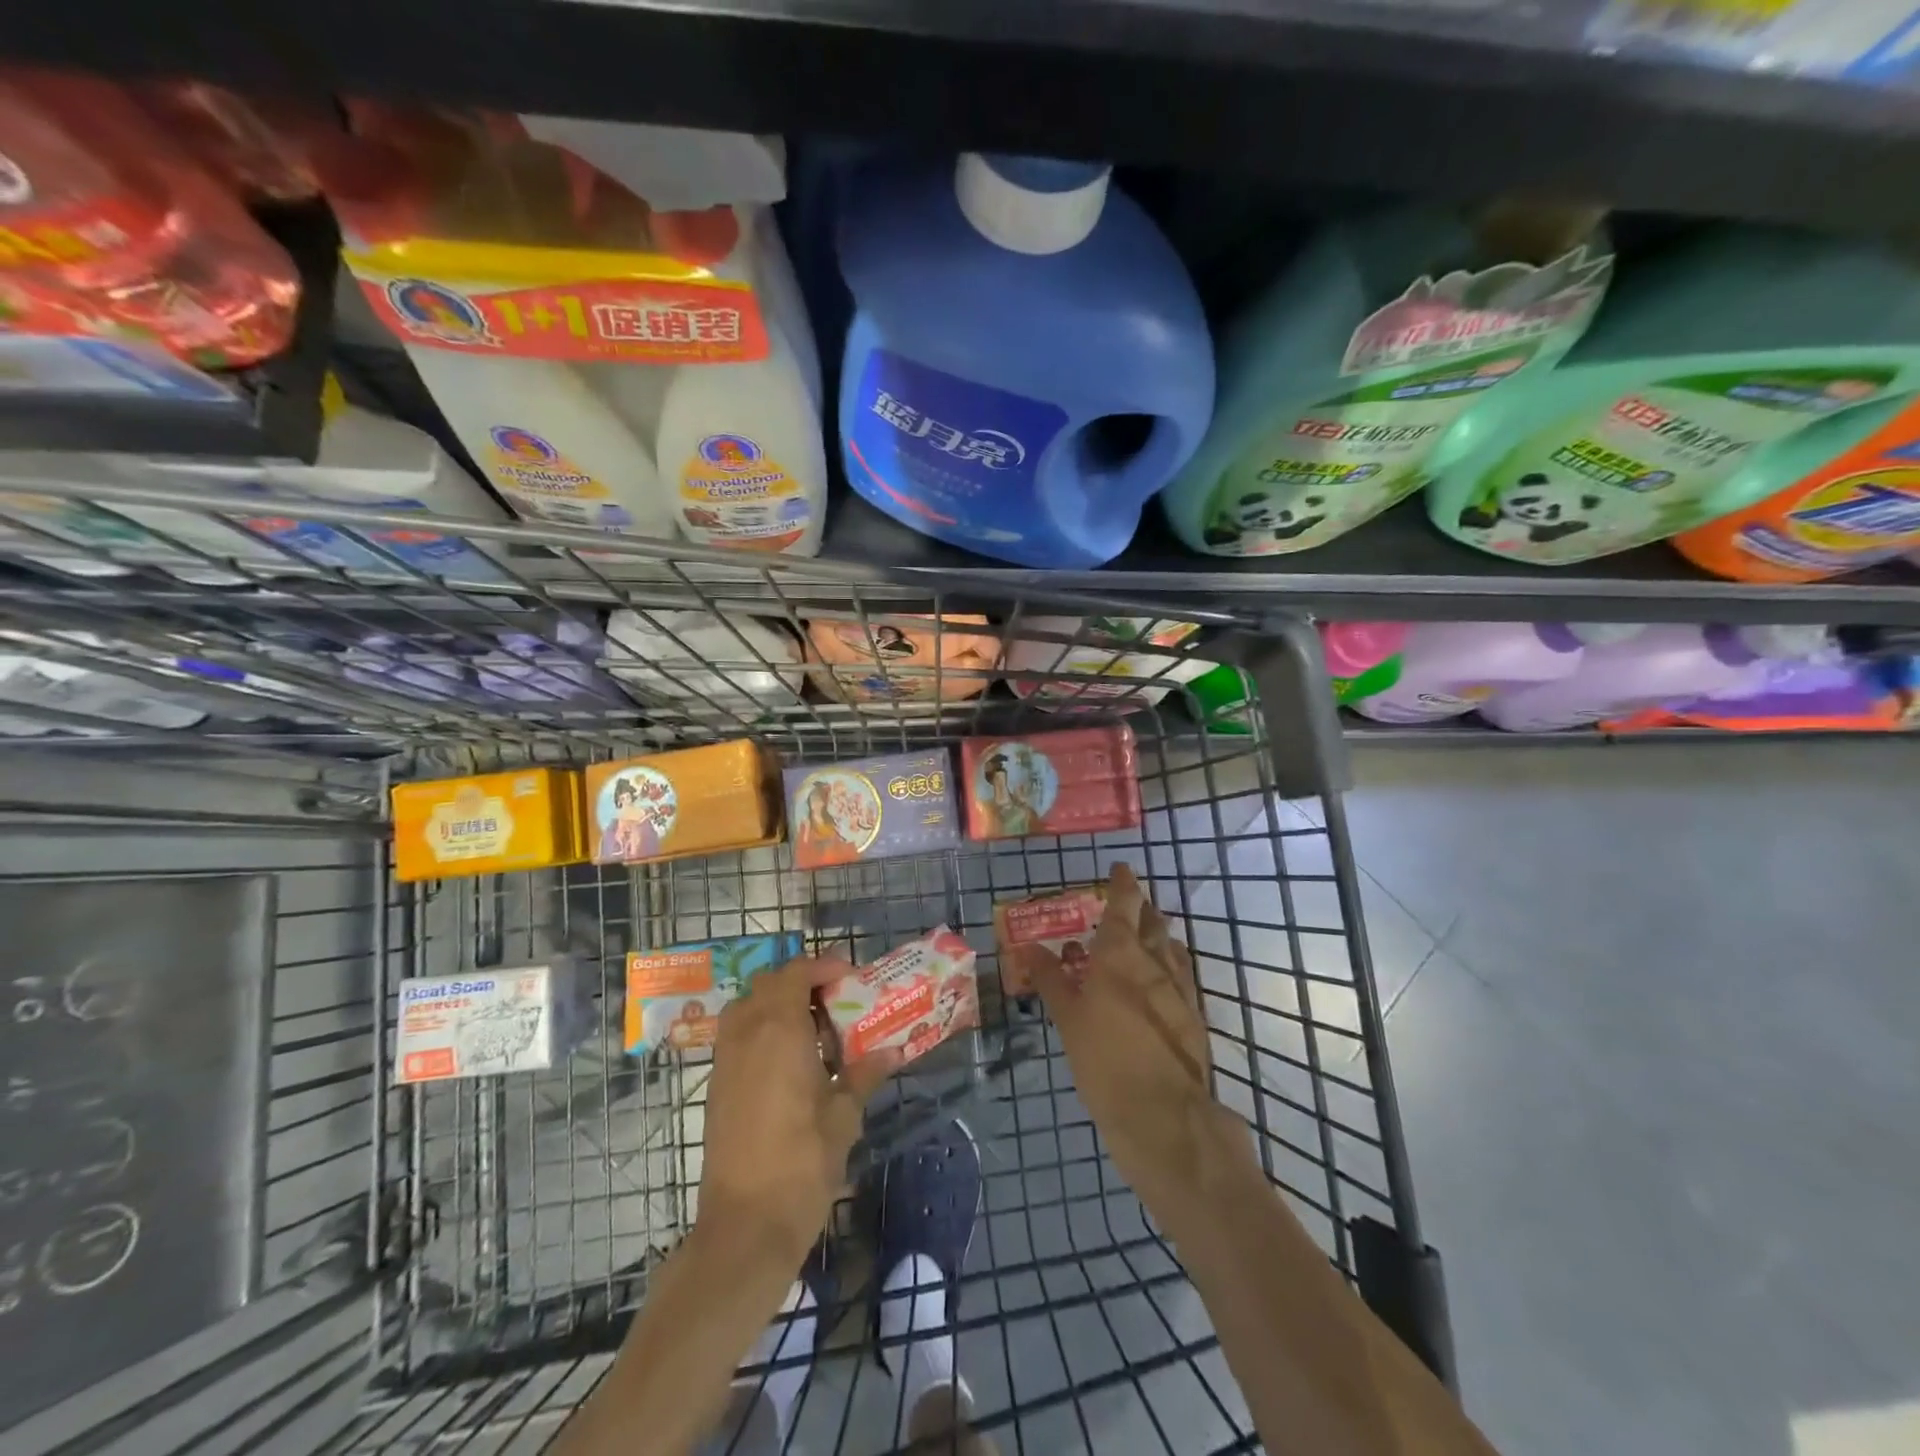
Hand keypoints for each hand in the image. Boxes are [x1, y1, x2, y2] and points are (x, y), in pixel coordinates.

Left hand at [698, 955, 899, 1260]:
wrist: (744, 1226)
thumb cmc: (802, 1164)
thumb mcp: (843, 1116)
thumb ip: (864, 1074)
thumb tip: (893, 1050)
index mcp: (779, 1030)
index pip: (795, 972)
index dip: (822, 966)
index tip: (850, 978)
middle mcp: (746, 1033)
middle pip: (768, 983)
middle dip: (801, 982)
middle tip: (834, 1002)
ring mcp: (726, 1059)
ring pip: (747, 1007)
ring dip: (777, 1004)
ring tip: (812, 1030)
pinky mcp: (717, 1085)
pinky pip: (737, 1035)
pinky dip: (761, 1030)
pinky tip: (790, 1063)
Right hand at [1022, 864, 1224, 1210]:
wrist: (1163, 1114)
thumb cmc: (1104, 1060)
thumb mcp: (1067, 1019)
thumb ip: (1051, 979)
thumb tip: (1027, 947)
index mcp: (1120, 954)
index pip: (1124, 905)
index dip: (1124, 884)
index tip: (1121, 867)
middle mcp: (1154, 962)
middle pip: (1152, 922)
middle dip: (1142, 908)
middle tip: (1128, 904)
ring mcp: (1180, 988)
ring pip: (1171, 947)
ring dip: (1158, 936)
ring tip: (1144, 936)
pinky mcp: (1194, 1015)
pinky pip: (1182, 975)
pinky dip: (1170, 965)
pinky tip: (1162, 978)